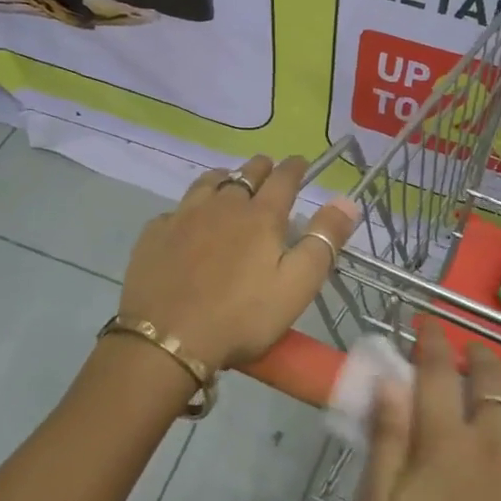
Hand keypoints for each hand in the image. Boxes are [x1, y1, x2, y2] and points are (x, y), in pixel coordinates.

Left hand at [117, 155, 359, 371]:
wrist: (167, 339)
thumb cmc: (242, 316)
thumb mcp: (297, 285)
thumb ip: (324, 241)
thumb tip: (346, 199)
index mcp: (261, 216)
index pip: (283, 179)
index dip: (296, 167)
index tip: (302, 162)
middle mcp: (222, 205)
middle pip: (245, 173)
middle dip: (261, 168)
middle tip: (268, 169)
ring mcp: (184, 216)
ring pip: (207, 182)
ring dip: (224, 178)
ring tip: (228, 182)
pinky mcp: (155, 234)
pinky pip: (176, 209)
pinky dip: (189, 208)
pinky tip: (188, 221)